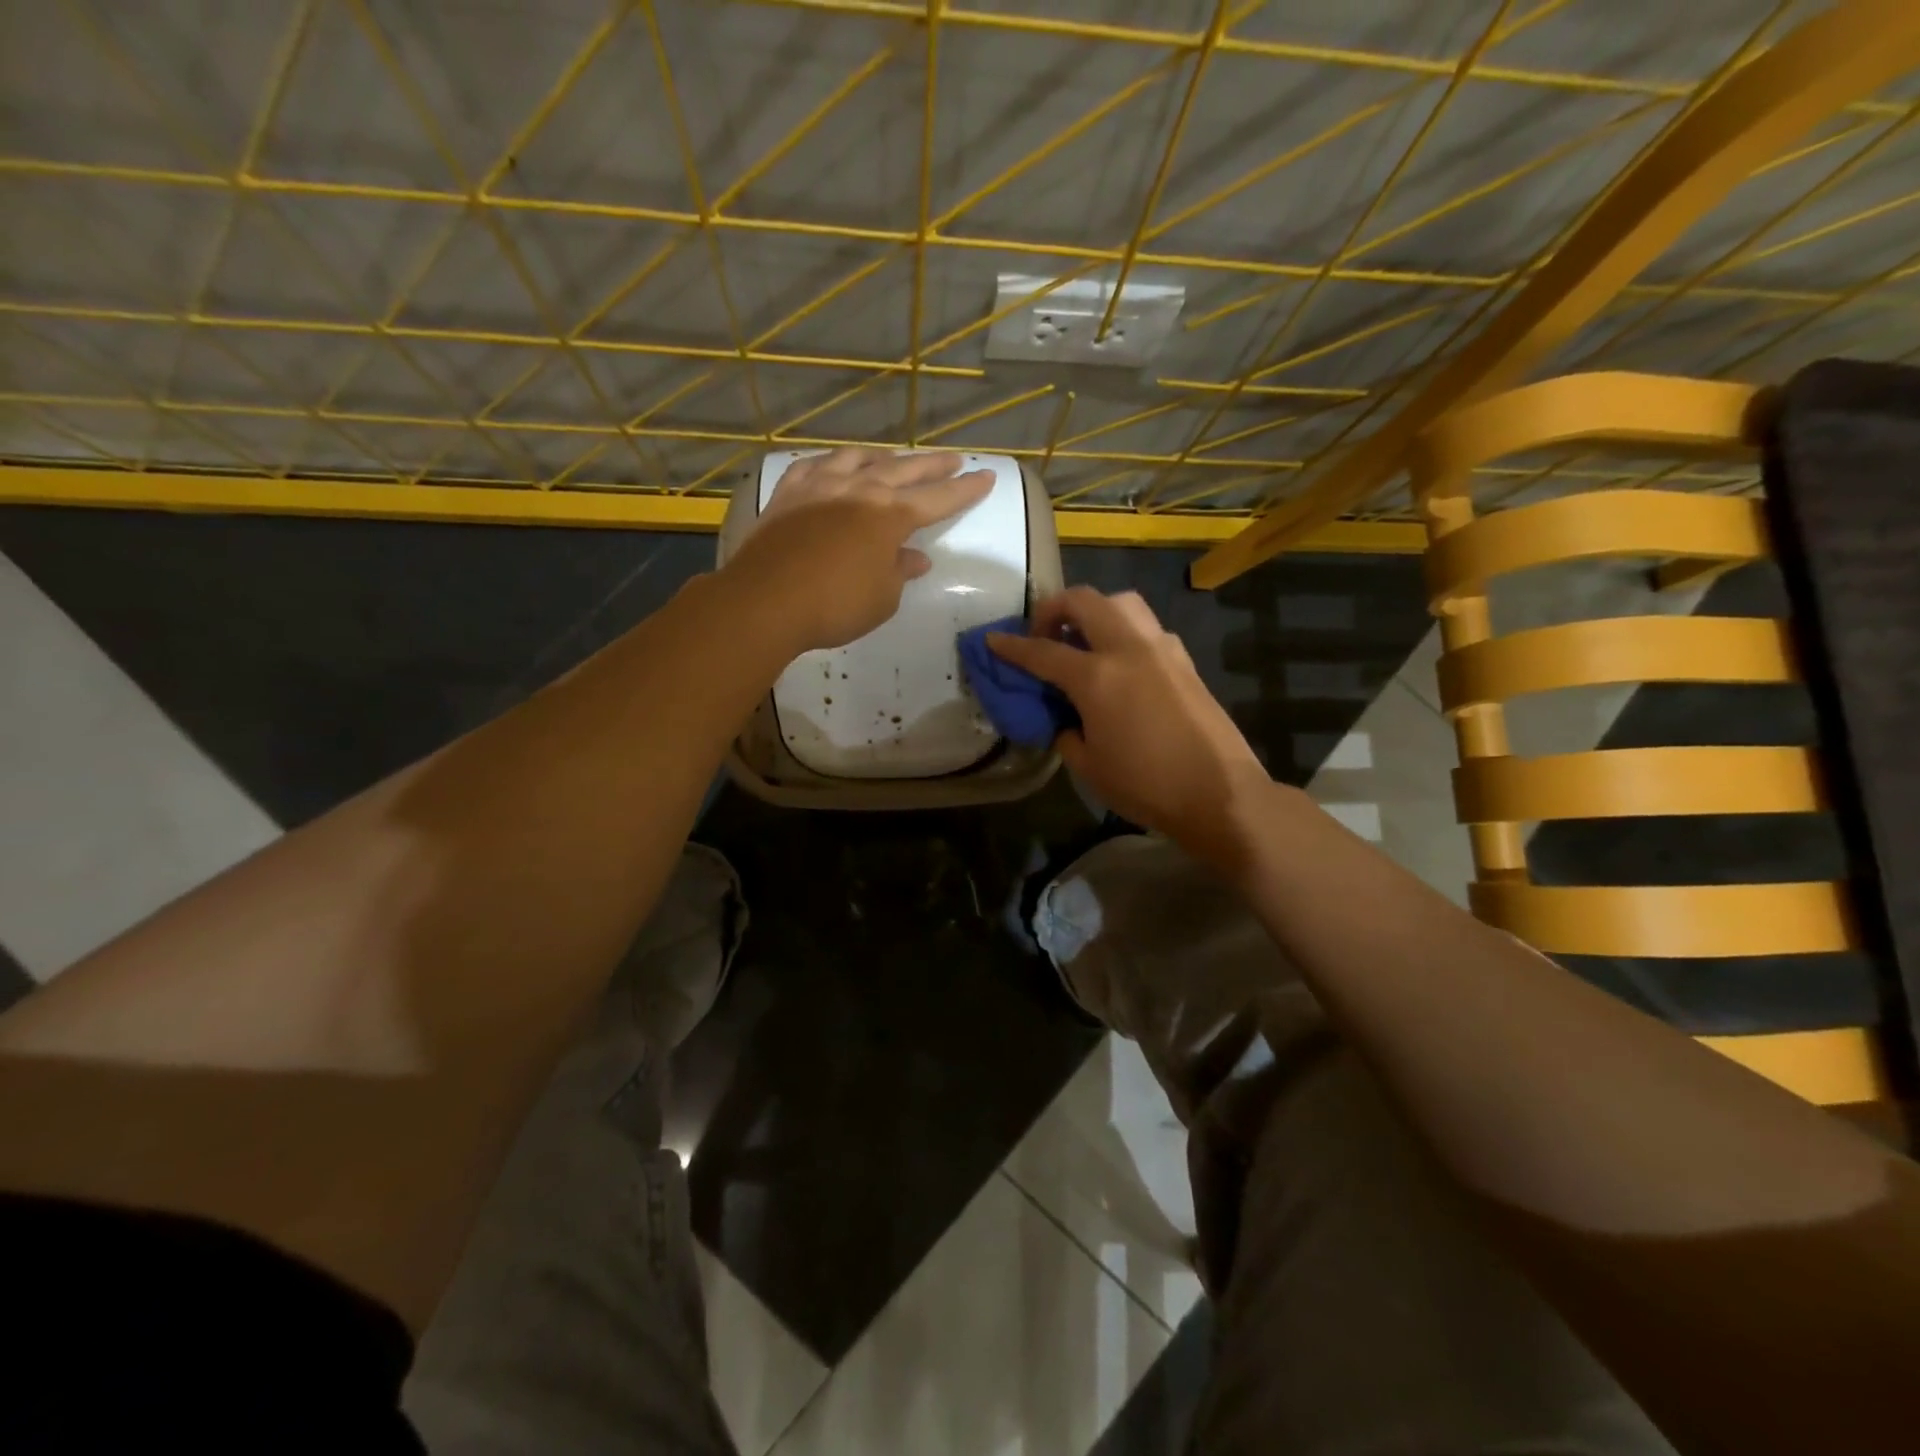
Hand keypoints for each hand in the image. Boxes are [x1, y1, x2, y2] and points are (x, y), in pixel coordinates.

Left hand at [723, 447, 993, 652]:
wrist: (765, 601)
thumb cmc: (834, 606)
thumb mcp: (882, 598)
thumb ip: (900, 572)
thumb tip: (913, 557)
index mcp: (890, 515)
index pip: (939, 499)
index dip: (965, 490)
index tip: (986, 477)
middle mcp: (859, 490)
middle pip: (904, 470)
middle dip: (933, 465)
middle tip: (954, 459)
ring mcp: (820, 486)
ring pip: (857, 459)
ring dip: (882, 458)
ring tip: (893, 459)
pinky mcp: (787, 493)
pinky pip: (814, 466)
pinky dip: (831, 464)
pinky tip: (833, 466)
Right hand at [989, 588, 1269, 869]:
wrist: (1220, 793)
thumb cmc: (1146, 785)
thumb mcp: (1089, 767)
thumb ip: (1067, 734)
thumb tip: (1067, 721)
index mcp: (1097, 677)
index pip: (1043, 651)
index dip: (1012, 646)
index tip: (993, 640)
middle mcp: (1128, 649)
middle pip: (1084, 601)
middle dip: (1054, 608)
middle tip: (1044, 634)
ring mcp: (1162, 650)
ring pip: (1122, 603)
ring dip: (1095, 611)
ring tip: (1084, 640)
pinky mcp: (1185, 661)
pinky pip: (1147, 629)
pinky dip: (1125, 633)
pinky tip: (1123, 665)